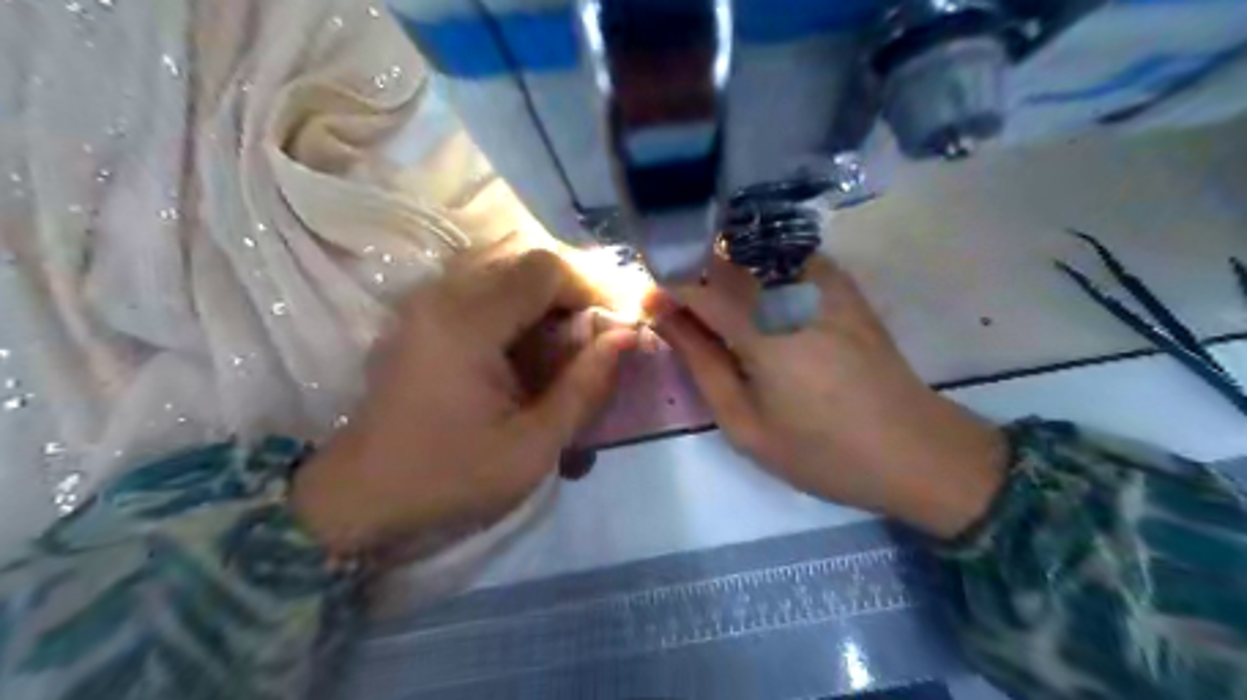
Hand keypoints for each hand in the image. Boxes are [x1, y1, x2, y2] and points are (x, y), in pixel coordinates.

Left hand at [297, 244, 640, 558]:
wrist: (361, 496)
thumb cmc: (449, 478)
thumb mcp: (533, 446)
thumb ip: (585, 386)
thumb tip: (627, 336)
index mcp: (467, 325)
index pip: (544, 269)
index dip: (589, 288)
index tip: (612, 327)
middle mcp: (442, 295)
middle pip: (524, 260)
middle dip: (570, 291)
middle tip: (593, 335)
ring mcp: (426, 301)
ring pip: (504, 268)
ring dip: (544, 296)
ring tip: (565, 340)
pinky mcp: (421, 314)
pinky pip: (482, 286)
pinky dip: (517, 304)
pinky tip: (527, 344)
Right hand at [655, 253, 1011, 534]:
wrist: (915, 450)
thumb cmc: (822, 451)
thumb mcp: (745, 423)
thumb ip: (700, 361)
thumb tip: (664, 316)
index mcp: (763, 329)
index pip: (694, 280)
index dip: (663, 286)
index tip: (650, 306)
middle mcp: (791, 287)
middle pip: (720, 256)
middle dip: (688, 274)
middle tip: (679, 312)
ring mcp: (821, 278)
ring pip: (749, 250)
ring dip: (720, 270)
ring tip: (715, 310)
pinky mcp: (840, 282)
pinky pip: (781, 257)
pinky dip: (754, 270)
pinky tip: (755, 301)